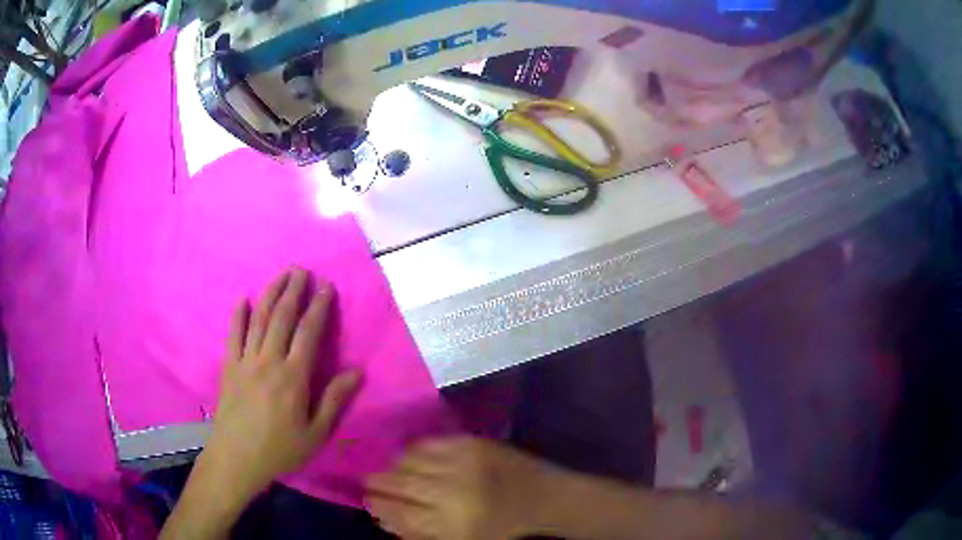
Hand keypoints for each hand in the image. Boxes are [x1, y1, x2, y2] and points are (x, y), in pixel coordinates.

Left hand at [202, 268, 361, 499]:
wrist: (236, 459)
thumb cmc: (280, 450)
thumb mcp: (315, 433)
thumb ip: (334, 400)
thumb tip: (357, 372)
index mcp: (293, 377)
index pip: (308, 333)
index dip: (318, 307)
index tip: (326, 287)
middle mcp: (269, 361)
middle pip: (282, 317)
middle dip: (293, 291)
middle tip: (302, 270)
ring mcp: (245, 361)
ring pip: (258, 319)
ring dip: (270, 294)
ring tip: (281, 275)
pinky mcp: (229, 367)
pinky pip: (233, 335)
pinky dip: (238, 315)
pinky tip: (242, 299)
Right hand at [365, 437, 568, 539]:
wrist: (545, 498)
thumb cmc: (502, 529)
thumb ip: (418, 533)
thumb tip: (380, 517)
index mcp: (451, 524)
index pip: (394, 511)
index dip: (375, 505)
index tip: (368, 502)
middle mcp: (452, 490)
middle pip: (395, 482)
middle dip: (376, 483)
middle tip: (372, 485)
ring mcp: (461, 462)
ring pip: (406, 459)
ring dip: (394, 467)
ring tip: (395, 473)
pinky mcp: (471, 442)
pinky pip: (426, 443)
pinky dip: (414, 452)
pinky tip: (416, 460)